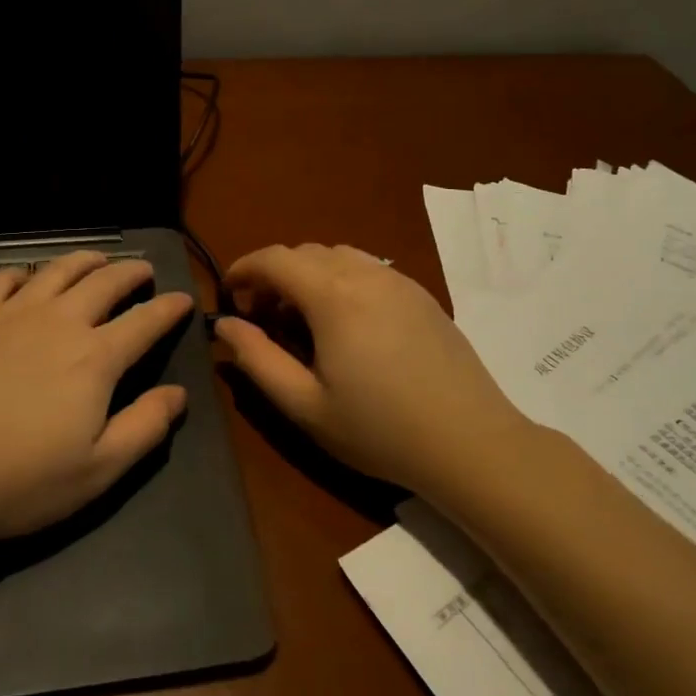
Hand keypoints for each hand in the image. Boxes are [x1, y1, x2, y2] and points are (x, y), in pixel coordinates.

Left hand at [0, 252, 193, 542]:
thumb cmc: (15, 480)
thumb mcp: (96, 471)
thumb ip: (144, 428)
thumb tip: (178, 394)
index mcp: (95, 358)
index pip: (145, 321)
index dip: (169, 308)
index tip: (184, 299)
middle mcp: (59, 322)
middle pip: (105, 282)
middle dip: (131, 272)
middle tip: (144, 270)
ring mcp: (11, 313)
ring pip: (57, 270)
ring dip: (85, 261)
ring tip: (97, 260)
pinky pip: (4, 279)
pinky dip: (25, 273)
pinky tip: (26, 279)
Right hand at [214, 243, 526, 493]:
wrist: (471, 443)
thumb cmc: (379, 429)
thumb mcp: (305, 404)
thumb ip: (257, 358)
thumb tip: (225, 323)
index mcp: (333, 296)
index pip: (275, 259)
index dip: (243, 269)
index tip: (228, 295)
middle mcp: (365, 274)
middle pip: (305, 253)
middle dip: (274, 275)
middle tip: (263, 318)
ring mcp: (399, 280)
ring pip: (338, 256)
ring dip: (308, 275)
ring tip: (304, 319)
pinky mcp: (422, 294)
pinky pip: (369, 268)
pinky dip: (341, 280)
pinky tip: (347, 324)